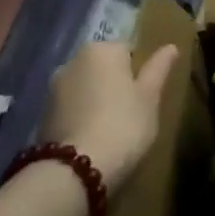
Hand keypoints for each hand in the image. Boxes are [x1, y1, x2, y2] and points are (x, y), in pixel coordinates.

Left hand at [42, 41, 180, 193]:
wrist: (78, 168)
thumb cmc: (124, 124)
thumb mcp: (150, 97)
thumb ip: (159, 68)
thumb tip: (171, 46)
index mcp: (102, 50)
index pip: (128, 50)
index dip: (140, 72)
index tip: (147, 95)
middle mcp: (73, 60)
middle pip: (104, 67)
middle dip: (116, 83)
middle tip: (133, 111)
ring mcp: (54, 87)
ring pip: (86, 87)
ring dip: (97, 99)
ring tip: (112, 127)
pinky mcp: (43, 113)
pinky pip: (72, 107)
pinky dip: (82, 115)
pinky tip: (93, 137)